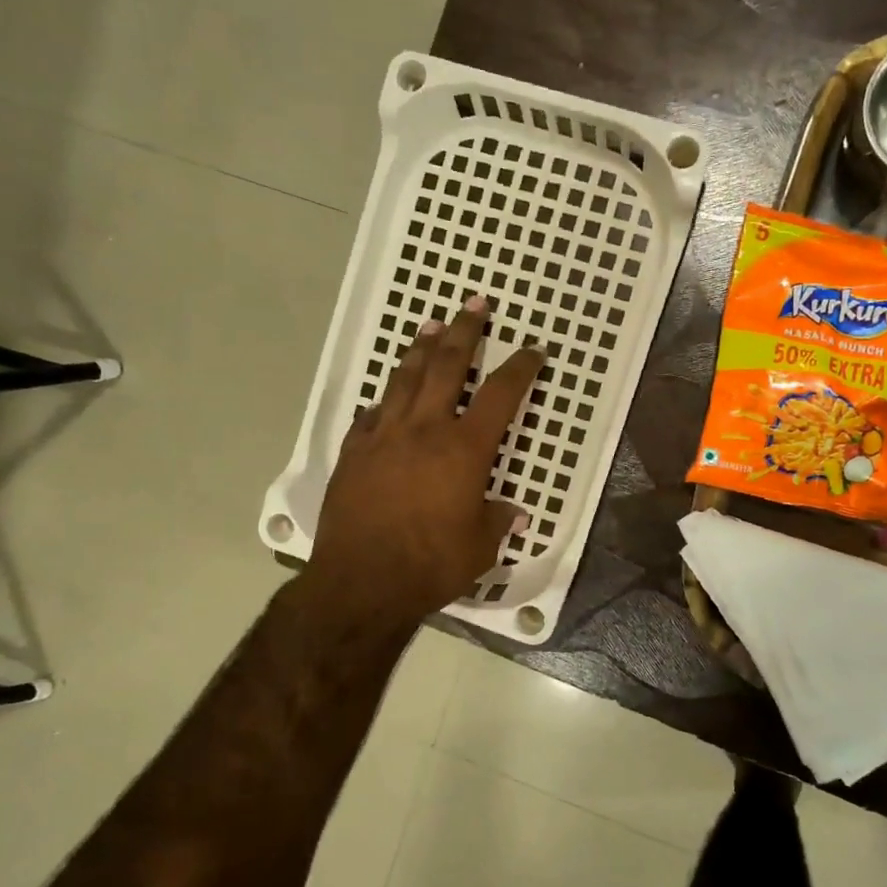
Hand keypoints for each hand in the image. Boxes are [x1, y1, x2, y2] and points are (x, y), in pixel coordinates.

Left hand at [305, 295, 543, 632]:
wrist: (361, 583)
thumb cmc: (430, 565)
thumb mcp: (480, 549)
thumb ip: (497, 523)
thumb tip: (513, 513)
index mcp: (464, 449)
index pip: (500, 395)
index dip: (520, 368)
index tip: (532, 350)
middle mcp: (425, 430)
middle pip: (446, 366)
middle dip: (465, 331)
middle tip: (474, 304)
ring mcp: (384, 437)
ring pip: (404, 379)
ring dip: (420, 349)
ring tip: (431, 326)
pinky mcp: (354, 454)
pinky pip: (370, 416)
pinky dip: (384, 401)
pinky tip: (385, 398)